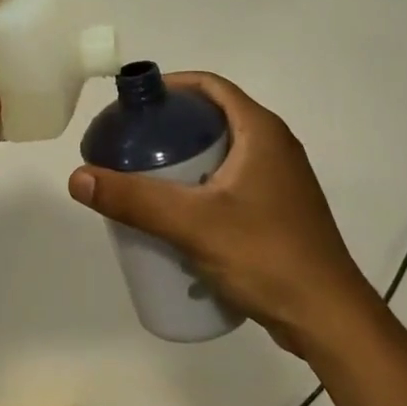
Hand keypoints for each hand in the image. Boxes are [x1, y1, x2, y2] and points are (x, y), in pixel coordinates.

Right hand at [67, 72, 368, 351]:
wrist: (328, 319)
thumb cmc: (265, 255)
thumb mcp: (193, 223)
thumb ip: (134, 199)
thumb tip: (78, 177)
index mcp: (261, 132)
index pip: (210, 86)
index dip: (171, 87)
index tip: (135, 104)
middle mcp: (275, 146)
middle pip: (214, 118)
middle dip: (171, 127)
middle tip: (131, 144)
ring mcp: (280, 181)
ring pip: (223, 153)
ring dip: (185, 159)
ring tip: (145, 178)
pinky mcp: (279, 211)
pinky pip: (232, 182)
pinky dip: (202, 185)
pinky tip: (178, 214)